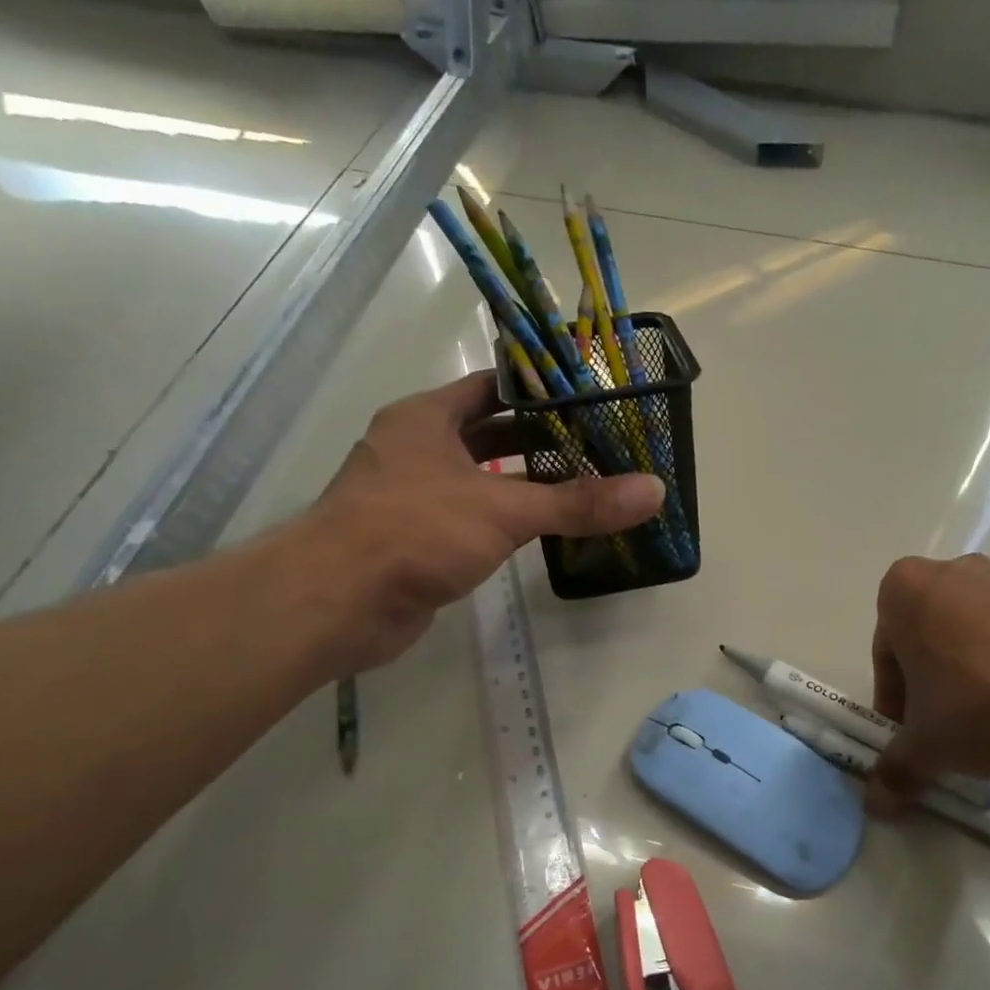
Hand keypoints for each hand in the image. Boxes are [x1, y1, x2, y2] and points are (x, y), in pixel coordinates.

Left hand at [302, 372, 664, 671]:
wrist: (336, 602)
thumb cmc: (415, 530)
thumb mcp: (505, 509)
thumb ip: (578, 502)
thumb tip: (653, 491)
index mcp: (426, 418)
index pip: (492, 386)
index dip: (540, 389)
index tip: (591, 397)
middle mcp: (416, 449)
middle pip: (490, 433)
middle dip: (542, 439)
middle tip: (601, 444)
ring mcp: (413, 496)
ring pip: (482, 479)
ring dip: (527, 483)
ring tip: (587, 484)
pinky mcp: (417, 540)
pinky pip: (473, 519)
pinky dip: (507, 521)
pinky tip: (546, 531)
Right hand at [866, 554, 989, 812]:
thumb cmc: (980, 701)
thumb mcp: (927, 746)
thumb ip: (895, 770)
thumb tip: (877, 802)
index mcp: (904, 592)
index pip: (886, 656)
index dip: (895, 705)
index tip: (911, 738)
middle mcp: (950, 574)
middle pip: (930, 644)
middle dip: (935, 692)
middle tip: (948, 736)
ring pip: (973, 642)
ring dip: (974, 684)